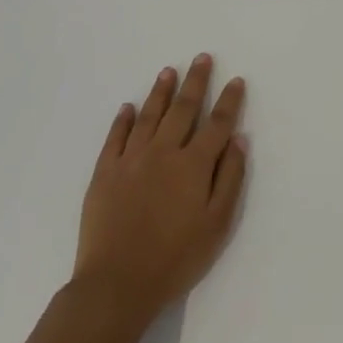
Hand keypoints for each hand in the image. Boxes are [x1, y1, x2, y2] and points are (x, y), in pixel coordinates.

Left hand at [71, 54, 247, 329]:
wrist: (117, 284)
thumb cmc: (176, 258)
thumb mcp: (217, 224)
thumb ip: (230, 178)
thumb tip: (239, 139)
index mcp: (194, 164)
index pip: (217, 123)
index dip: (229, 100)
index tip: (236, 80)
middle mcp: (163, 152)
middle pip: (183, 109)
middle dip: (196, 81)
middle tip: (202, 57)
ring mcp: (130, 160)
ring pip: (149, 115)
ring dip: (161, 91)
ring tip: (169, 71)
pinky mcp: (104, 173)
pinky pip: (115, 138)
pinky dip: (122, 120)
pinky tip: (127, 107)